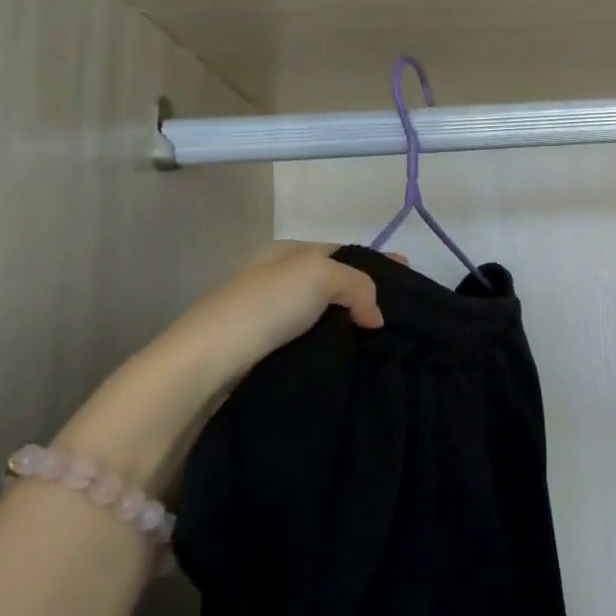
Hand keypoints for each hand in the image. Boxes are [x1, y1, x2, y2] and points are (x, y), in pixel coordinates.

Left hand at [149, 241, 386, 392]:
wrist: (206, 364)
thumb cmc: (264, 306)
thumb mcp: (320, 274)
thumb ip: (358, 285)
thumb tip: (375, 317)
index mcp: (286, 252)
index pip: (342, 250)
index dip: (377, 261)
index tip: (409, 277)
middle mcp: (277, 279)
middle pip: (335, 282)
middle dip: (368, 294)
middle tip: (403, 314)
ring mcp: (269, 317)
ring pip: (325, 315)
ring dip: (352, 325)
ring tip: (385, 340)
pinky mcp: (265, 353)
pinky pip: (313, 342)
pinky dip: (335, 346)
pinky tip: (353, 358)